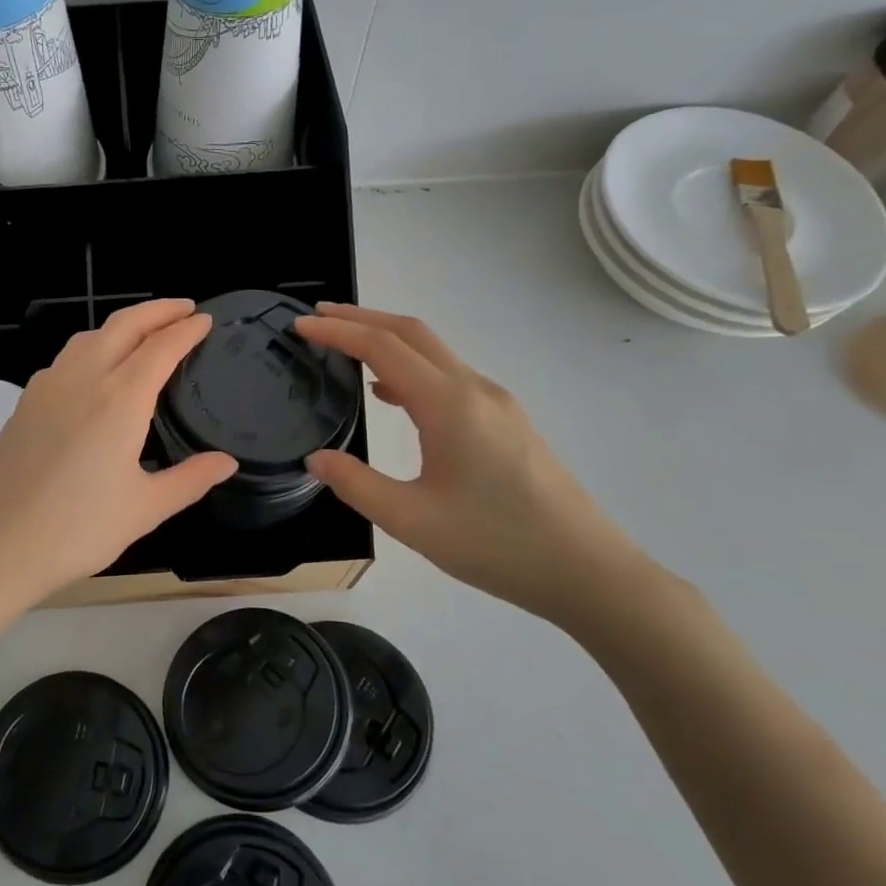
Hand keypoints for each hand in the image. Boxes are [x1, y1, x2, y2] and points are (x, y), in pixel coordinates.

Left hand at [0, 299, 238, 617]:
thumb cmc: (76, 530)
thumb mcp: (144, 509)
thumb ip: (190, 479)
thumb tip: (227, 462)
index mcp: (119, 400)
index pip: (161, 347)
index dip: (186, 329)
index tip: (205, 319)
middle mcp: (83, 379)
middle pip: (124, 325)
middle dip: (157, 310)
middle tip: (184, 308)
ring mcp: (47, 387)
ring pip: (90, 336)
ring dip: (122, 325)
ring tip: (144, 332)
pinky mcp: (24, 403)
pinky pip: (66, 358)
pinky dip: (93, 346)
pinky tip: (96, 370)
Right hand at [295, 303, 647, 622]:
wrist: (586, 569)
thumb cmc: (496, 544)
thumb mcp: (411, 521)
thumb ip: (356, 484)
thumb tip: (316, 458)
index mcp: (448, 405)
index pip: (382, 348)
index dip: (337, 330)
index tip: (299, 323)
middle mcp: (474, 390)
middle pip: (411, 332)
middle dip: (361, 318)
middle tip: (317, 316)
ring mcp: (495, 402)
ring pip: (433, 352)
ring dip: (387, 339)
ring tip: (344, 345)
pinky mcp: (505, 420)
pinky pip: (448, 375)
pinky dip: (409, 366)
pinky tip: (389, 393)